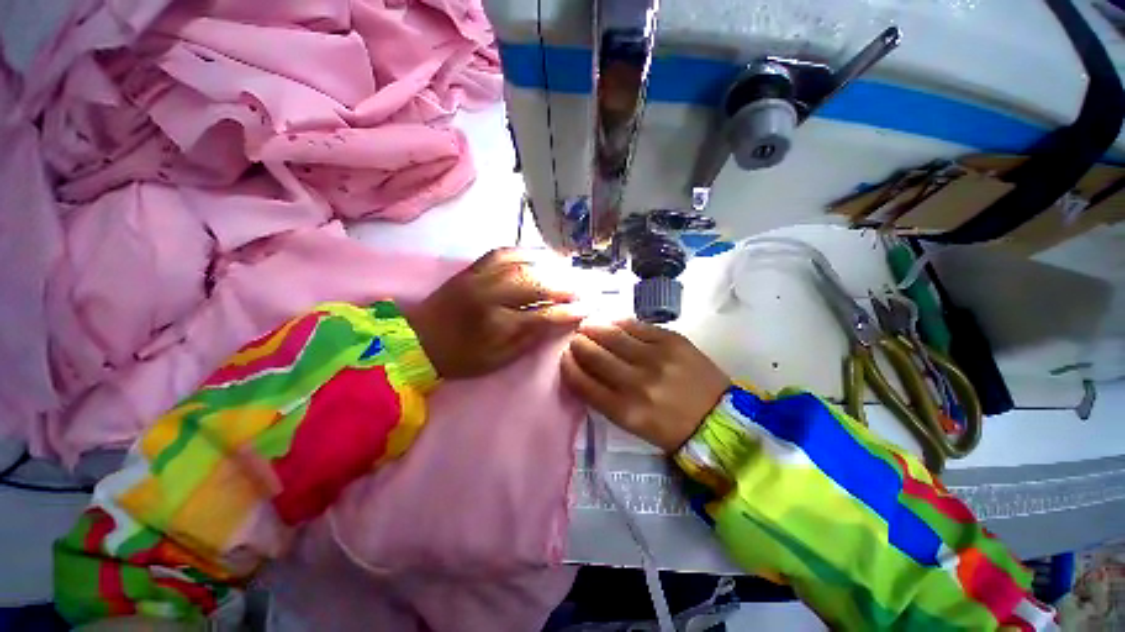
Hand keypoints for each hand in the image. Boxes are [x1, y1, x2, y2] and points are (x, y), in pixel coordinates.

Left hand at [404, 248, 581, 378]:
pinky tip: (538, 256)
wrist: (417, 341)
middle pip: (535, 283)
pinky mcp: (471, 268)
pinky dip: (524, 252)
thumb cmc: (460, 357)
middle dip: (563, 285)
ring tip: (566, 270)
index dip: (568, 312)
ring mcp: (479, 277)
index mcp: (495, 325)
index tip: (587, 308)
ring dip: (548, 265)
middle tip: (580, 288)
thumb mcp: (498, 360)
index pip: (542, 315)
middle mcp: (489, 296)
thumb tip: (559, 323)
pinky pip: (502, 252)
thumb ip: (530, 339)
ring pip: (521, 263)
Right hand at [561, 320, 729, 452]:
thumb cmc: (670, 427)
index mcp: (624, 410)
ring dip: (594, 327)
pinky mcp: (672, 341)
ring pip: (612, 335)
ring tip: (588, 325)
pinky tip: (612, 322)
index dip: (568, 366)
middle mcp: (636, 383)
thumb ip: (605, 397)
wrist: (718, 419)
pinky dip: (618, 322)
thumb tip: (584, 368)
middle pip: (594, 354)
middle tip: (577, 339)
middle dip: (578, 343)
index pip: (582, 381)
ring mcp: (655, 358)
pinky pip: (636, 325)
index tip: (565, 357)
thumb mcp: (632, 424)